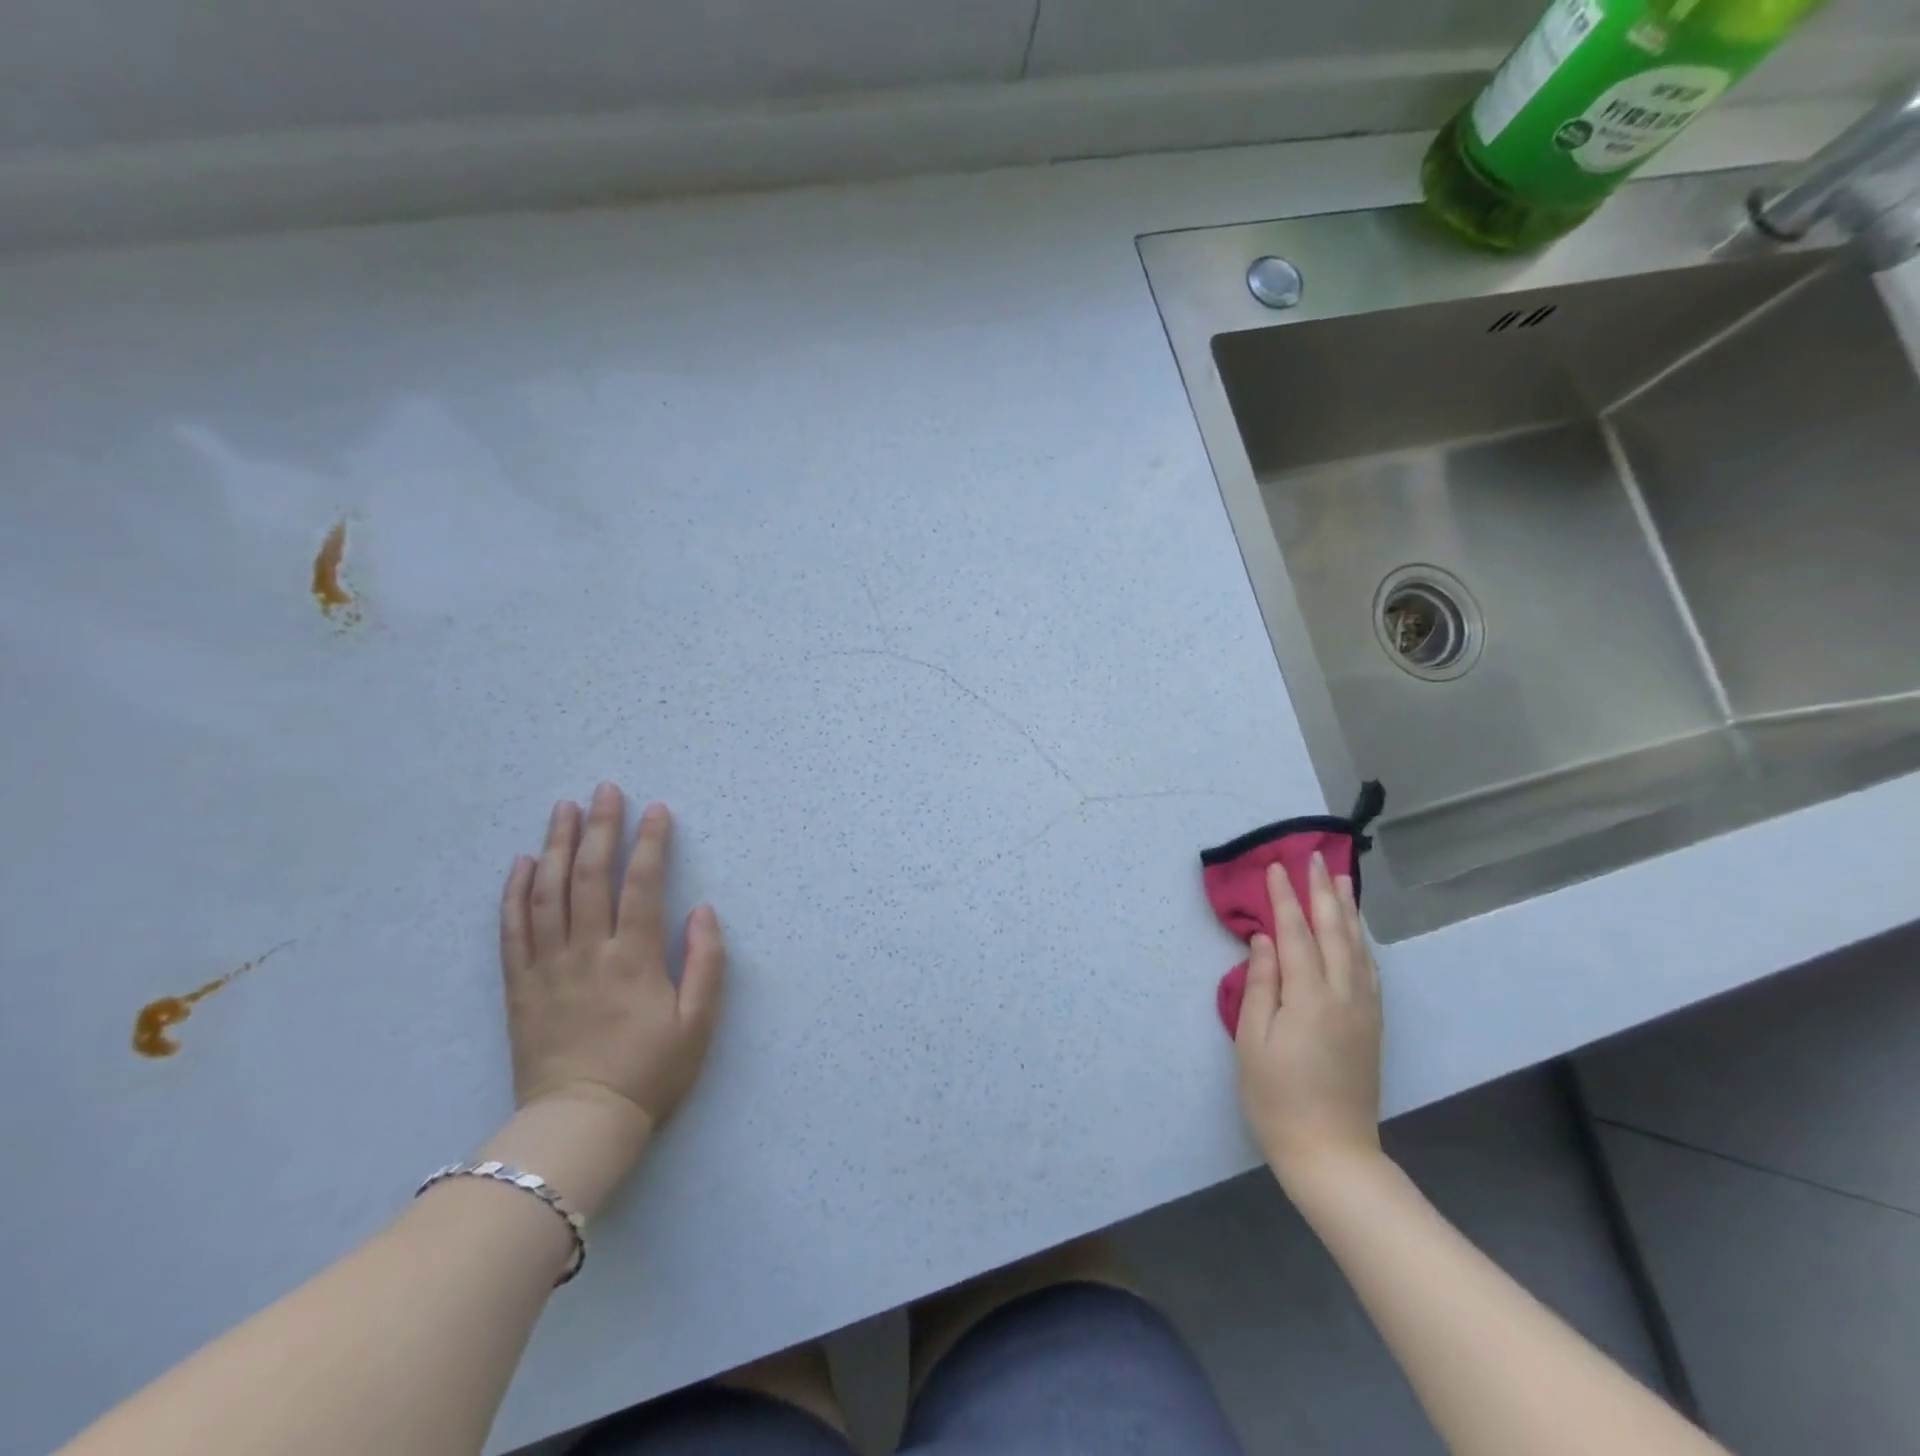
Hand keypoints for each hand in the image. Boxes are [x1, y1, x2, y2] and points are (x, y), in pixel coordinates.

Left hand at [500, 786, 725, 1134]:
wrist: (580, 1124)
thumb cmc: (650, 1072)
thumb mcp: (698, 1023)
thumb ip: (706, 963)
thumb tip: (702, 910)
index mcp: (634, 959)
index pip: (643, 885)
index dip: (650, 843)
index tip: (656, 810)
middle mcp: (588, 952)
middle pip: (591, 877)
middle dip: (600, 828)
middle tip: (605, 790)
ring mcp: (548, 967)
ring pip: (549, 893)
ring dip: (557, 846)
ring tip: (563, 809)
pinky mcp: (520, 986)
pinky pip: (512, 930)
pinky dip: (516, 892)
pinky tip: (523, 862)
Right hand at [1234, 853, 1383, 1190]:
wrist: (1332, 1152)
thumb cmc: (1276, 1097)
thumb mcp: (1252, 1041)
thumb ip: (1260, 985)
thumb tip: (1264, 941)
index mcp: (1309, 998)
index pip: (1295, 934)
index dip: (1284, 899)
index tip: (1275, 868)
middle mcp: (1343, 996)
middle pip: (1333, 932)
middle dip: (1322, 892)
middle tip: (1314, 858)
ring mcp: (1363, 1010)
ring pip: (1357, 948)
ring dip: (1348, 910)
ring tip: (1342, 880)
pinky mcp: (1372, 1025)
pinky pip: (1369, 970)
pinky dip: (1361, 942)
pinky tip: (1356, 932)